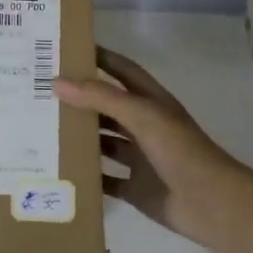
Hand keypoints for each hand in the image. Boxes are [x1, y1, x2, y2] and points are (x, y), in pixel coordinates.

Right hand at [55, 48, 252, 252]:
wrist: (210, 203)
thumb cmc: (179, 150)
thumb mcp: (140, 114)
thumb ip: (101, 97)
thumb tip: (57, 82)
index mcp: (151, 102)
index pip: (121, 71)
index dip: (99, 58)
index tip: (66, 49)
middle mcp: (145, 126)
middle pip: (108, 107)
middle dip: (80, 100)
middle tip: (42, 93)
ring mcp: (140, 159)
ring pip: (104, 143)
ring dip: (80, 138)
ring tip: (43, 130)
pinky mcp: (135, 189)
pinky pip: (105, 180)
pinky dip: (87, 176)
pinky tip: (60, 171)